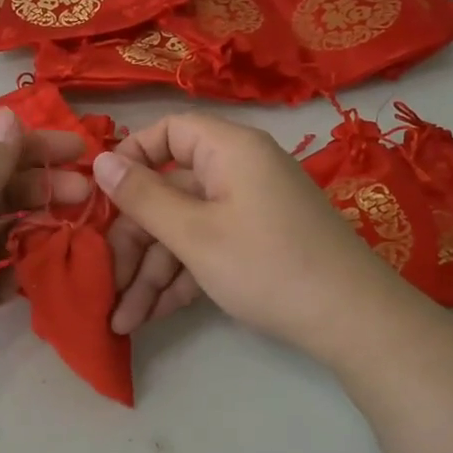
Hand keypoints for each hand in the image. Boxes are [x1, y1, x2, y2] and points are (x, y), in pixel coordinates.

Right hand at [93, 112, 407, 361]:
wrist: (353, 321)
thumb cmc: (268, 266)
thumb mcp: (195, 234)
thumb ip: (143, 197)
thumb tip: (99, 159)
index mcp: (229, 149)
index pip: (168, 131)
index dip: (130, 158)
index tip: (100, 197)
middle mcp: (238, 170)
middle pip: (169, 191)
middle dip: (134, 242)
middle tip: (106, 286)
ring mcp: (249, 209)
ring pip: (185, 227)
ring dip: (152, 272)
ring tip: (123, 321)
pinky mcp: (256, 242)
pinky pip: (208, 246)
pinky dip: (182, 277)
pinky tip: (152, 315)